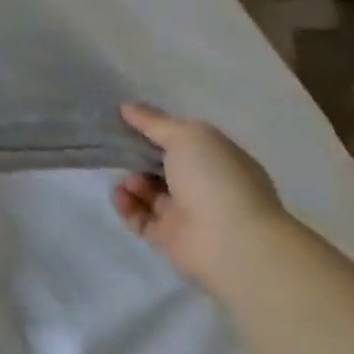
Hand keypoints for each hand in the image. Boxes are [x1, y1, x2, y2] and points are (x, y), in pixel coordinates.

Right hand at [113, 101, 287, 294]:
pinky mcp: (169, 238)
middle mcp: (204, 187)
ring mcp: (187, 214)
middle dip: (136, 156)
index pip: (180, 141)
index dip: (153, 130)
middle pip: (159, 165)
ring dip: (131, 182)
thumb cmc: (216, 181)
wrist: (234, 246)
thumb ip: (153, 121)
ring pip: (146, 190)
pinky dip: (126, 205)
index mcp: (217, 161)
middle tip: (120, 151)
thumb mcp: (186, 136)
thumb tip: (127, 108)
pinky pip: (138, 216)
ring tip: (131, 183)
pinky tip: (123, 197)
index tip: (125, 121)